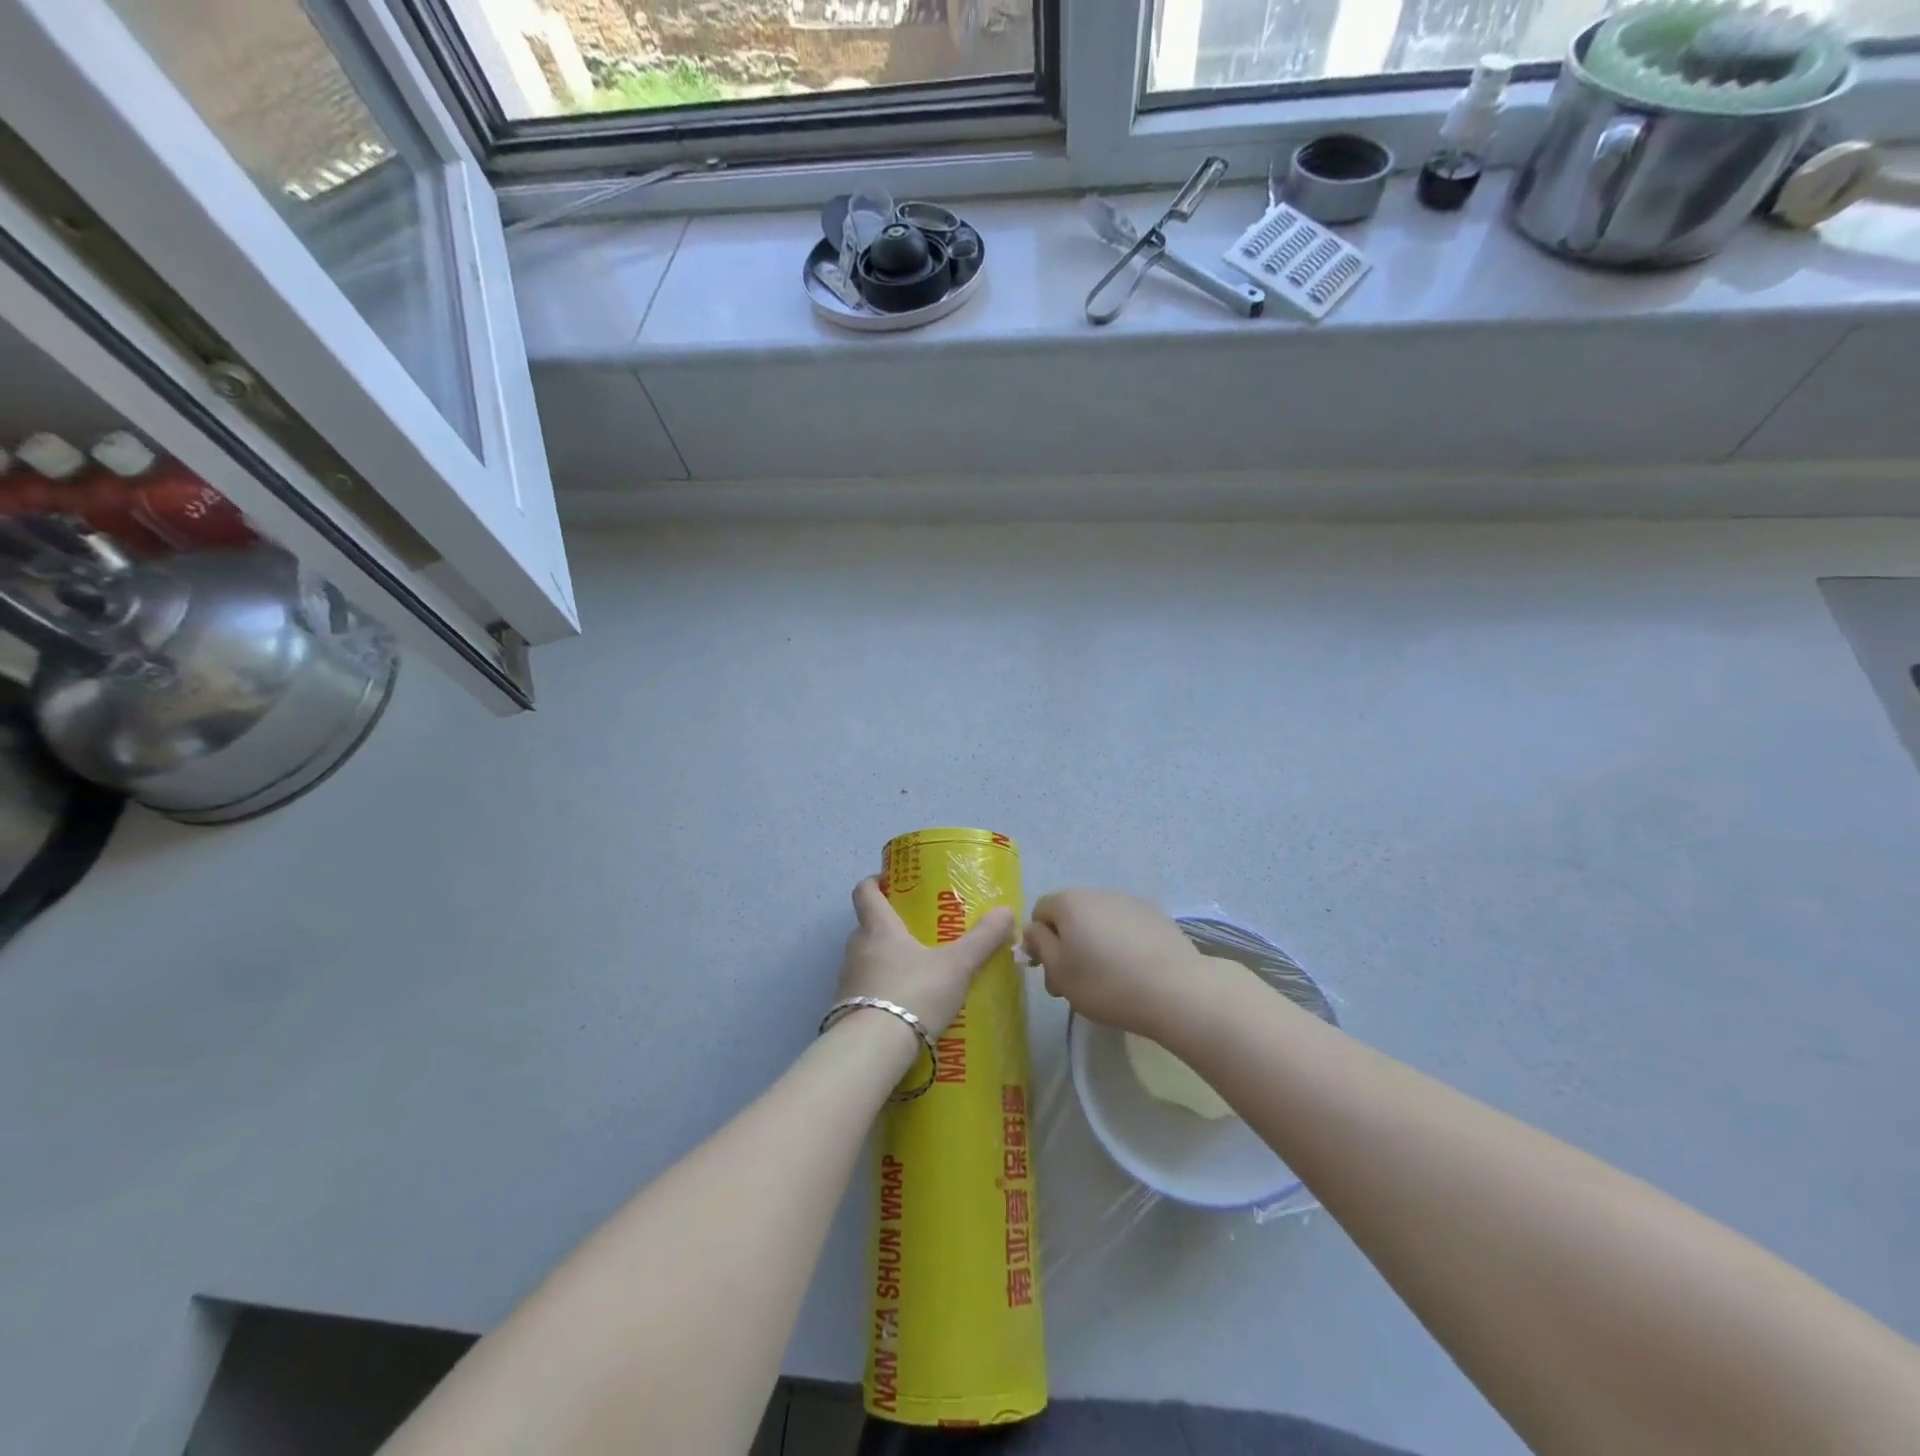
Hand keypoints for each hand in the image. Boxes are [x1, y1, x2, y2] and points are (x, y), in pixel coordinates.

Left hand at [838, 877, 1014, 1035]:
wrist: (873, 1049)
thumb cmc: (914, 993)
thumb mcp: (956, 966)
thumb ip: (981, 939)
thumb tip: (1006, 911)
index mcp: (879, 928)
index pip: (864, 892)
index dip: (874, 882)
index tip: (889, 882)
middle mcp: (857, 949)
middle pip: (866, 927)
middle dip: (887, 926)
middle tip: (916, 931)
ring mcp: (847, 981)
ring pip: (864, 960)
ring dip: (883, 961)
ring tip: (913, 971)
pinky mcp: (845, 1011)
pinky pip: (864, 991)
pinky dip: (880, 992)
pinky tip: (902, 1007)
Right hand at [1022, 889, 1228, 1038]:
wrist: (1176, 990)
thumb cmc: (1106, 983)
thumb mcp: (1059, 972)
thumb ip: (1039, 945)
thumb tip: (1034, 929)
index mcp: (1069, 902)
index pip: (1040, 912)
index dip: (1038, 942)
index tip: (1049, 972)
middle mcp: (1098, 891)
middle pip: (1071, 915)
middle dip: (1067, 944)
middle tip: (1074, 984)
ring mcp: (1130, 900)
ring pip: (1099, 920)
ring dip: (1095, 942)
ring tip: (1107, 978)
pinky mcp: (1157, 914)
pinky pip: (1126, 925)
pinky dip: (1122, 942)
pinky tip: (1133, 970)